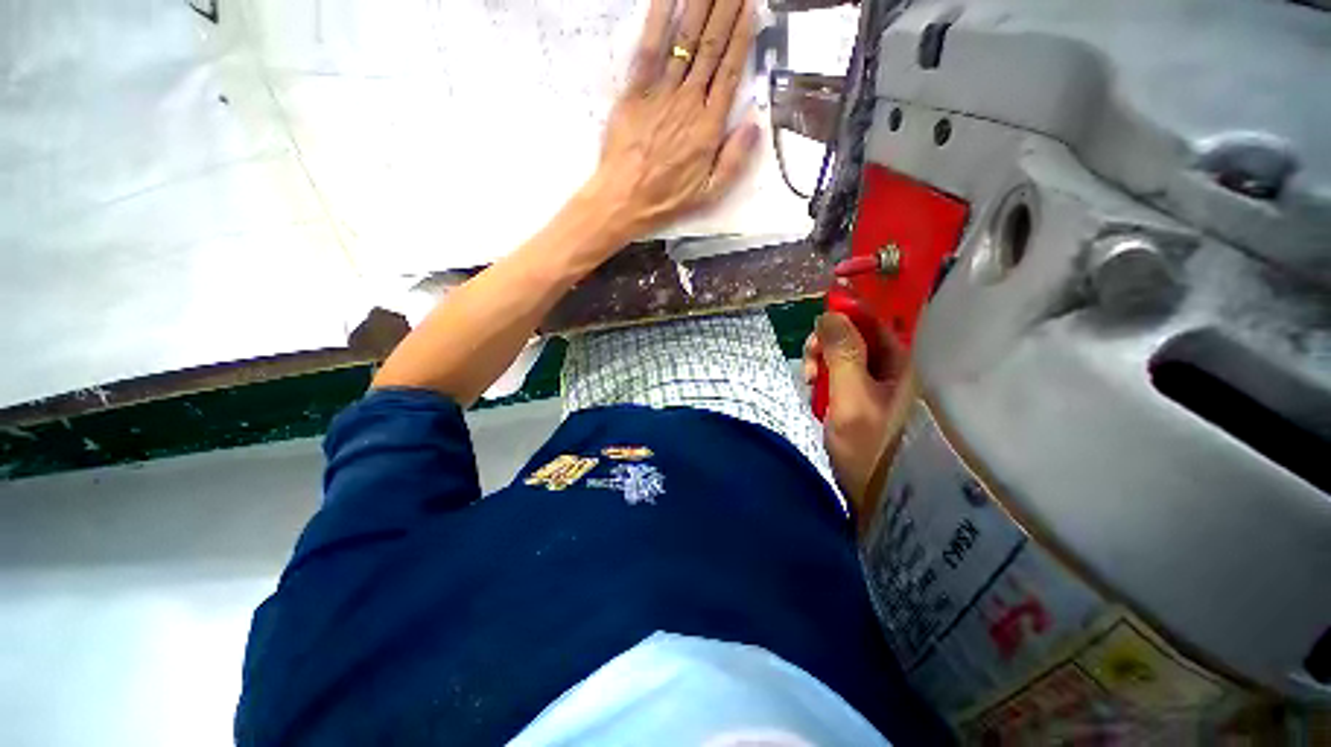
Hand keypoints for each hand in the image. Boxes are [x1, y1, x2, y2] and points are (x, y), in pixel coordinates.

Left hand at [589, 0, 760, 238]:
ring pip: (685, 40)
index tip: (750, 6)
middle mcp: (689, 101)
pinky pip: (649, 48)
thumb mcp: (709, 193)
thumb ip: (734, 160)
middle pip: (712, 46)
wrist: (624, 200)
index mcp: (709, 127)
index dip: (742, 36)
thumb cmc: (667, 199)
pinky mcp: (635, 91)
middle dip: (725, 8)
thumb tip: (755, 124)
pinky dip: (659, 18)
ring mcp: (661, 93)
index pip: (731, 71)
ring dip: (700, 4)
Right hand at [803, 313, 910, 511]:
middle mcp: (900, 367)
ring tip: (809, 384)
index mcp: (907, 362)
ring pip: (847, 356)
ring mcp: (885, 384)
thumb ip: (841, 354)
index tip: (816, 331)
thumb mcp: (852, 400)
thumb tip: (829, 314)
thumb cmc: (873, 451)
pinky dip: (827, 382)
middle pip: (857, 336)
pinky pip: (845, 376)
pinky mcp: (871, 398)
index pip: (875, 319)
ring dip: (823, 365)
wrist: (884, 500)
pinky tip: (817, 396)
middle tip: (808, 368)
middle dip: (827, 345)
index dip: (843, 316)